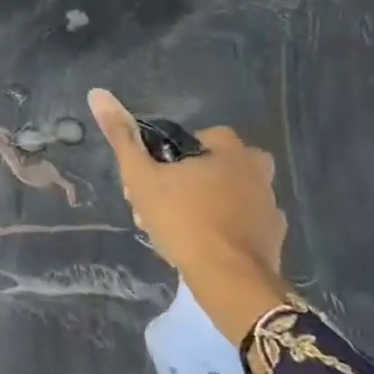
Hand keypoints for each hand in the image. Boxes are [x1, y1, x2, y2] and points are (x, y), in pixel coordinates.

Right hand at [88, 89, 289, 343]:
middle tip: (166, 203)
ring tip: (182, 227)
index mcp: (230, 151)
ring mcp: (271, 206)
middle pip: (222, 164)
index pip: (205, 136)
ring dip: (212, 203)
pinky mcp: (275, 239)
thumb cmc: (183, 220)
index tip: (158, 175)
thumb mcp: (142, 177)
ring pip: (235, 194)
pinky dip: (230, 229)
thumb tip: (98, 93)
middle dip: (195, 178)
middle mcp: (257, 172)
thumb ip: (122, 137)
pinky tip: (207, 246)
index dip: (177, 153)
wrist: (229, 280)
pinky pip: (248, 224)